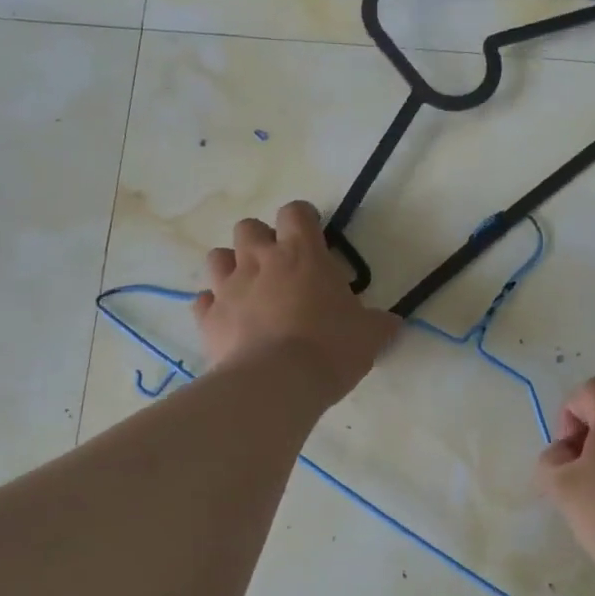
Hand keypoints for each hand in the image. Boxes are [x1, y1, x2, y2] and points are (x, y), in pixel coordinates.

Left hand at [193, 201, 400, 406]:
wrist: (277, 383)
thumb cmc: (330, 348)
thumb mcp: (369, 335)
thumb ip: (379, 323)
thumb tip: (392, 322)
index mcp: (302, 254)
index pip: (296, 212)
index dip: (303, 220)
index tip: (312, 237)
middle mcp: (260, 261)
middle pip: (249, 227)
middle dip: (261, 241)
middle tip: (279, 267)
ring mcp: (228, 288)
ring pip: (218, 257)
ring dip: (231, 267)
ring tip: (249, 290)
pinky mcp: (208, 318)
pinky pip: (203, 301)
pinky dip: (214, 307)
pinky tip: (229, 321)